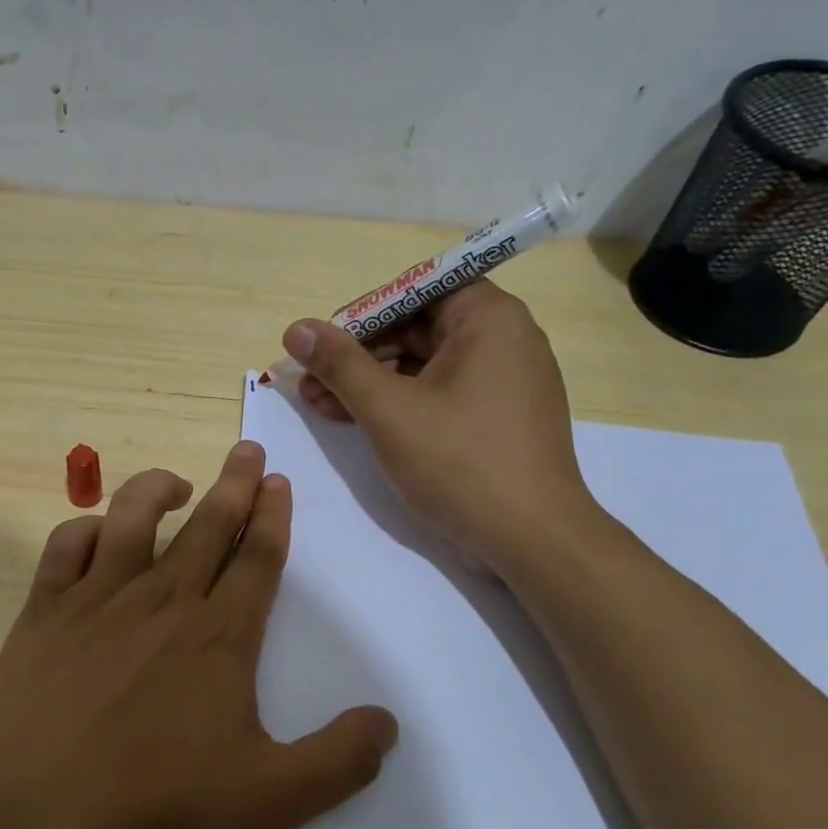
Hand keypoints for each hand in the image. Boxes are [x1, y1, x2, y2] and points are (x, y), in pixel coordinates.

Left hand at [0, 442, 397, 828]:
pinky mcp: (45, 610)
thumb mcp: (270, 799)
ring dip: (160, 487)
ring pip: (133, 517)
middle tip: (248, 450)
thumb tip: (387, 724)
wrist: (36, 810)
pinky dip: (84, 529)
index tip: (279, 483)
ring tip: (180, 481)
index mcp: (219, 635)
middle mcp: (163, 600)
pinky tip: (97, 534)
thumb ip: (338, 761)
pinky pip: (65, 546)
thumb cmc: (156, 804)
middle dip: (235, 483)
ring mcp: (98, 598)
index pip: (257, 559)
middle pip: (208, 525)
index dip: (273, 518)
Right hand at [284, 281, 598, 569]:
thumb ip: (340, 364)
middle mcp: (503, 338)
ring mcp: (503, 380)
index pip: (414, 290)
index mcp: (488, 318)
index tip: (322, 345)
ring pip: (423, 364)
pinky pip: (440, 393)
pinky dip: (399, 404)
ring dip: (370, 383)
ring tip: (321, 407)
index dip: (362, 314)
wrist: (531, 538)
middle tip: (310, 383)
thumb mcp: (388, 410)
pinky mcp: (498, 416)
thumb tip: (296, 329)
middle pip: (416, 327)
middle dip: (358, 356)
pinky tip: (357, 422)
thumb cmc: (460, 462)